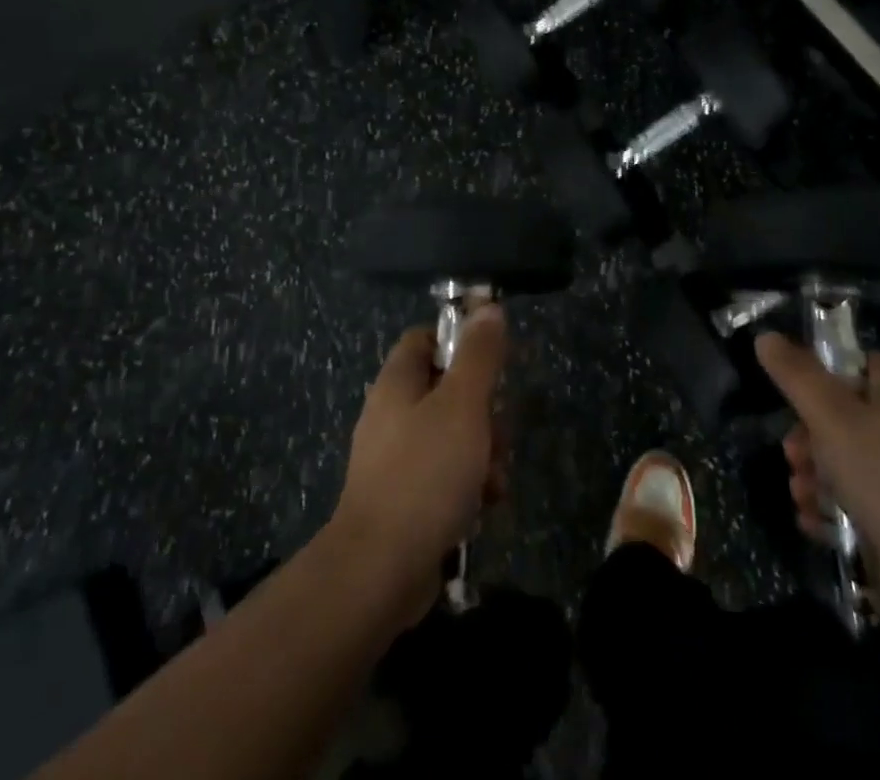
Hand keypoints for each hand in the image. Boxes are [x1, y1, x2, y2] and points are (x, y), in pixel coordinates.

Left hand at [331, 306, 508, 622]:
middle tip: (499, 430)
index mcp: (398, 382)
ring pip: (453, 434)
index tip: (494, 362)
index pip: (427, 337)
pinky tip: (486, 506)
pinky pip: (446, 475)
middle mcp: (393, 414)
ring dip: (484, 452)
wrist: (380, 572)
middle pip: (448, 388)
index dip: (461, 341)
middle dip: (485, 409)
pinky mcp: (405, 499)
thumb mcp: (463, 405)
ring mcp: (396, 459)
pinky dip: (470, 485)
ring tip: (495, 479)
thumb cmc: (424, 474)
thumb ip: (479, 355)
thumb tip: (488, 308)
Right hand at [756, 334, 879, 632]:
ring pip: (844, 462)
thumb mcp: (833, 418)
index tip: (792, 397)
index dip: (819, 375)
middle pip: (841, 416)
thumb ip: (796, 376)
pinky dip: (832, 510)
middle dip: (807, 437)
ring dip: (813, 476)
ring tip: (801, 493)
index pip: (853, 365)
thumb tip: (766, 337)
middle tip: (791, 455)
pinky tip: (813, 522)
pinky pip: (857, 503)